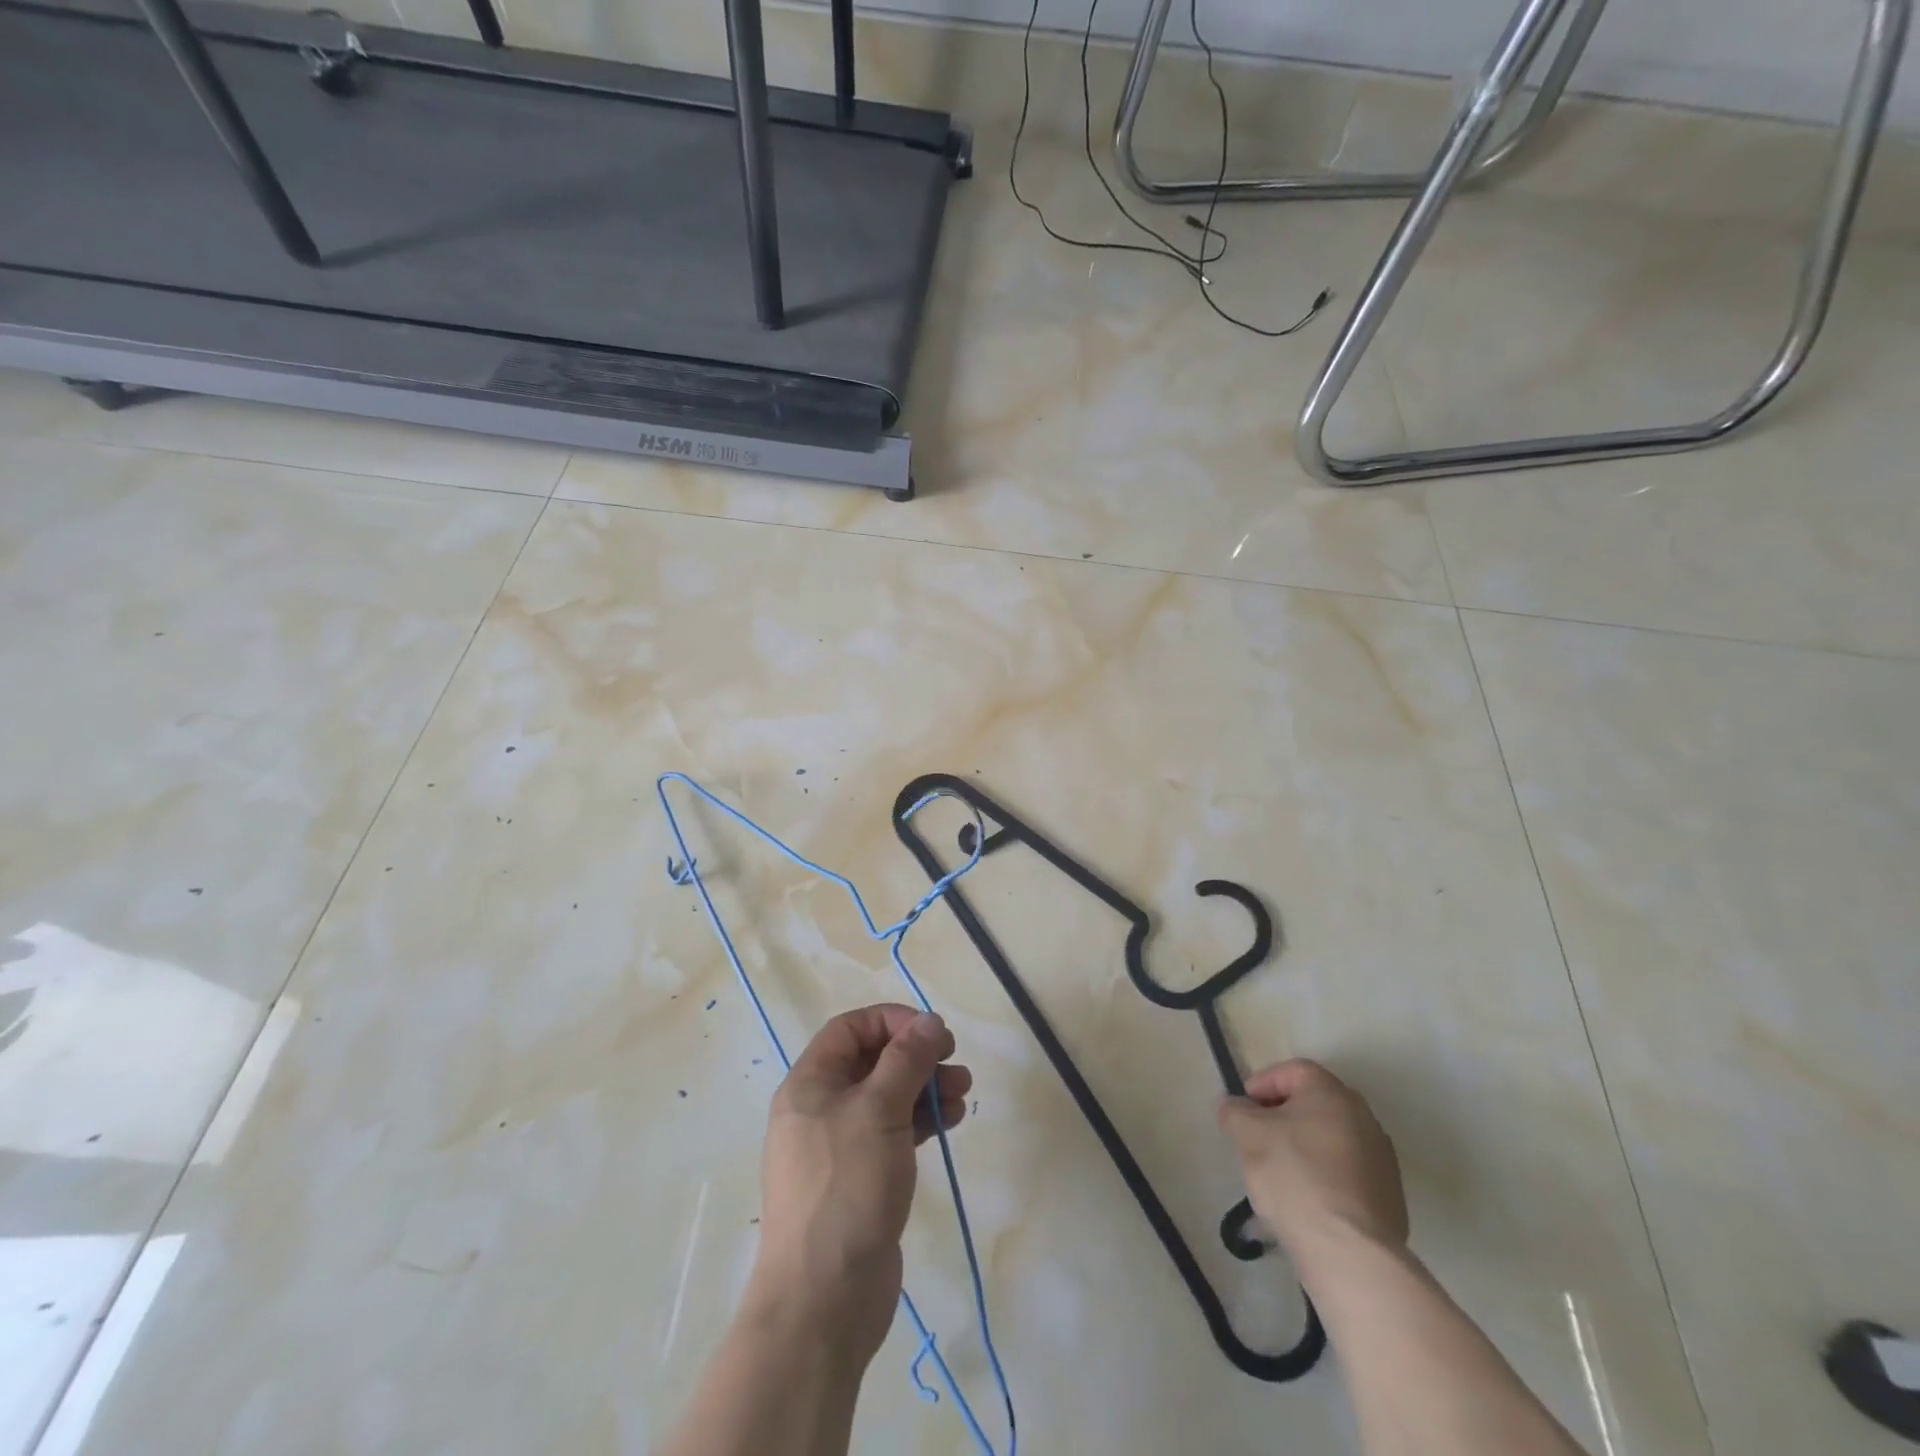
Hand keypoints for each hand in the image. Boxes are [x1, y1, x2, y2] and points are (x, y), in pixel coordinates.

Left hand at [749, 1004, 971, 1364]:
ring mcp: (840, 1145)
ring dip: (925, 1088)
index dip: (892, 1021)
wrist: (823, 1300)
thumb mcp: (879, 1110)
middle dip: (916, 1056)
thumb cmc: (846, 1187)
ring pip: (887, 1097)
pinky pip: (892, 1132)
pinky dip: (920, 1121)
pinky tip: (950, 1122)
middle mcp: (820, 1107)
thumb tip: (930, 1021)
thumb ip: (907, 1060)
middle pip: (872, 1061)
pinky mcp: (860, 1178)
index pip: (851, 1028)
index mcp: (810, 1083)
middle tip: (954, 1062)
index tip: (933, 1033)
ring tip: (963, 1093)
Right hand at [1217, 1059, 1407, 1285]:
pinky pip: (1347, 1173)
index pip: (1292, 1071)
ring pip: (1331, 1139)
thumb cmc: (1294, 1176)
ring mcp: (1382, 1158)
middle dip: (1282, 1116)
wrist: (1349, 1251)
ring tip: (1280, 1175)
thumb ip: (1234, 1111)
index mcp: (1331, 1093)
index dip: (1262, 1084)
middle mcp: (1364, 1116)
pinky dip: (1325, 1177)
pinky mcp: (1389, 1197)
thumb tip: (1234, 1106)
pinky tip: (1307, 1201)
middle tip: (1257, 1138)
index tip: (1243, 1109)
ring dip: (1304, 1147)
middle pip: (1314, 1104)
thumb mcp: (1246, 1134)